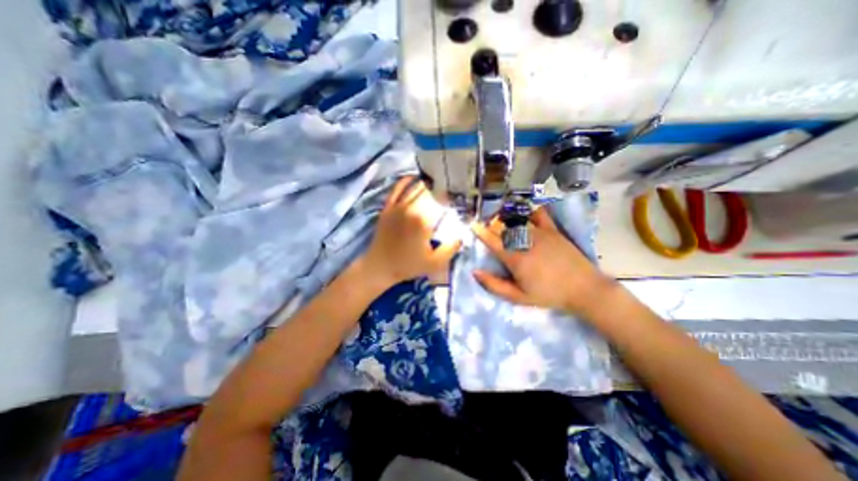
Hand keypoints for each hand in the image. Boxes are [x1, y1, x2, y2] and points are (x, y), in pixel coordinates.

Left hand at [360, 177, 458, 289]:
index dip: (450, 196)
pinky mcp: (387, 207)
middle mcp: (410, 208)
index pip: (440, 199)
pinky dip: (405, 181)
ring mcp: (397, 206)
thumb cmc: (408, 265)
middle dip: (439, 188)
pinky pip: (396, 189)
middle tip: (447, 193)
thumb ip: (451, 248)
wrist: (380, 266)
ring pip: (414, 186)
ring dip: (426, 183)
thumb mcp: (435, 262)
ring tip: (435, 184)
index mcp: (423, 220)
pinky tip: (413, 179)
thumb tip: (462, 234)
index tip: (455, 200)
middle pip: (428, 189)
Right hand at [472, 207, 612, 314]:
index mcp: (515, 258)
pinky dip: (530, 211)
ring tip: (499, 218)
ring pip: (516, 221)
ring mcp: (540, 234)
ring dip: (504, 218)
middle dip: (490, 225)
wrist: (583, 289)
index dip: (480, 232)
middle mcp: (525, 241)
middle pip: (502, 229)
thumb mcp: (518, 297)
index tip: (472, 224)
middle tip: (485, 224)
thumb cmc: (549, 294)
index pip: (492, 241)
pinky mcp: (553, 231)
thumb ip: (494, 285)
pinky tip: (525, 211)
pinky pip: (539, 215)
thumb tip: (475, 272)